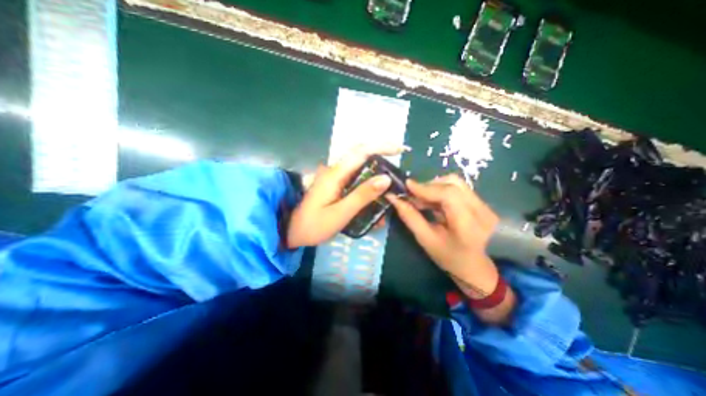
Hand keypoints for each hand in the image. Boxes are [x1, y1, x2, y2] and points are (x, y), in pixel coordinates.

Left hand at [286, 145, 405, 246]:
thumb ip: (362, 196)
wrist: (292, 231)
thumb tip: (386, 178)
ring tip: (388, 187)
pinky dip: (367, 185)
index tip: (400, 149)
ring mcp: (334, 177)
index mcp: (335, 174)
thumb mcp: (340, 213)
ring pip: (359, 168)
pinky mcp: (334, 184)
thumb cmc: (314, 225)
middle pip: (361, 156)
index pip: (361, 151)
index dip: (382, 147)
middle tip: (398, 171)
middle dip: (382, 158)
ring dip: (375, 174)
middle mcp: (334, 170)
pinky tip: (373, 198)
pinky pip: (354, 179)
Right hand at [389, 174, 497, 295]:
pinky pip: (458, 188)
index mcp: (469, 225)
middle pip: (453, 183)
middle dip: (429, 186)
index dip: (426, 187)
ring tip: (422, 199)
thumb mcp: (425, 239)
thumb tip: (393, 198)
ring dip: (435, 187)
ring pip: (456, 183)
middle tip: (413, 196)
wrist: (475, 267)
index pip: (449, 195)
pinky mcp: (483, 203)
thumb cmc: (448, 257)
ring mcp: (485, 206)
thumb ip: (409, 217)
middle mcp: (482, 211)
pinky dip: (441, 191)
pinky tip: (432, 201)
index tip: (407, 186)